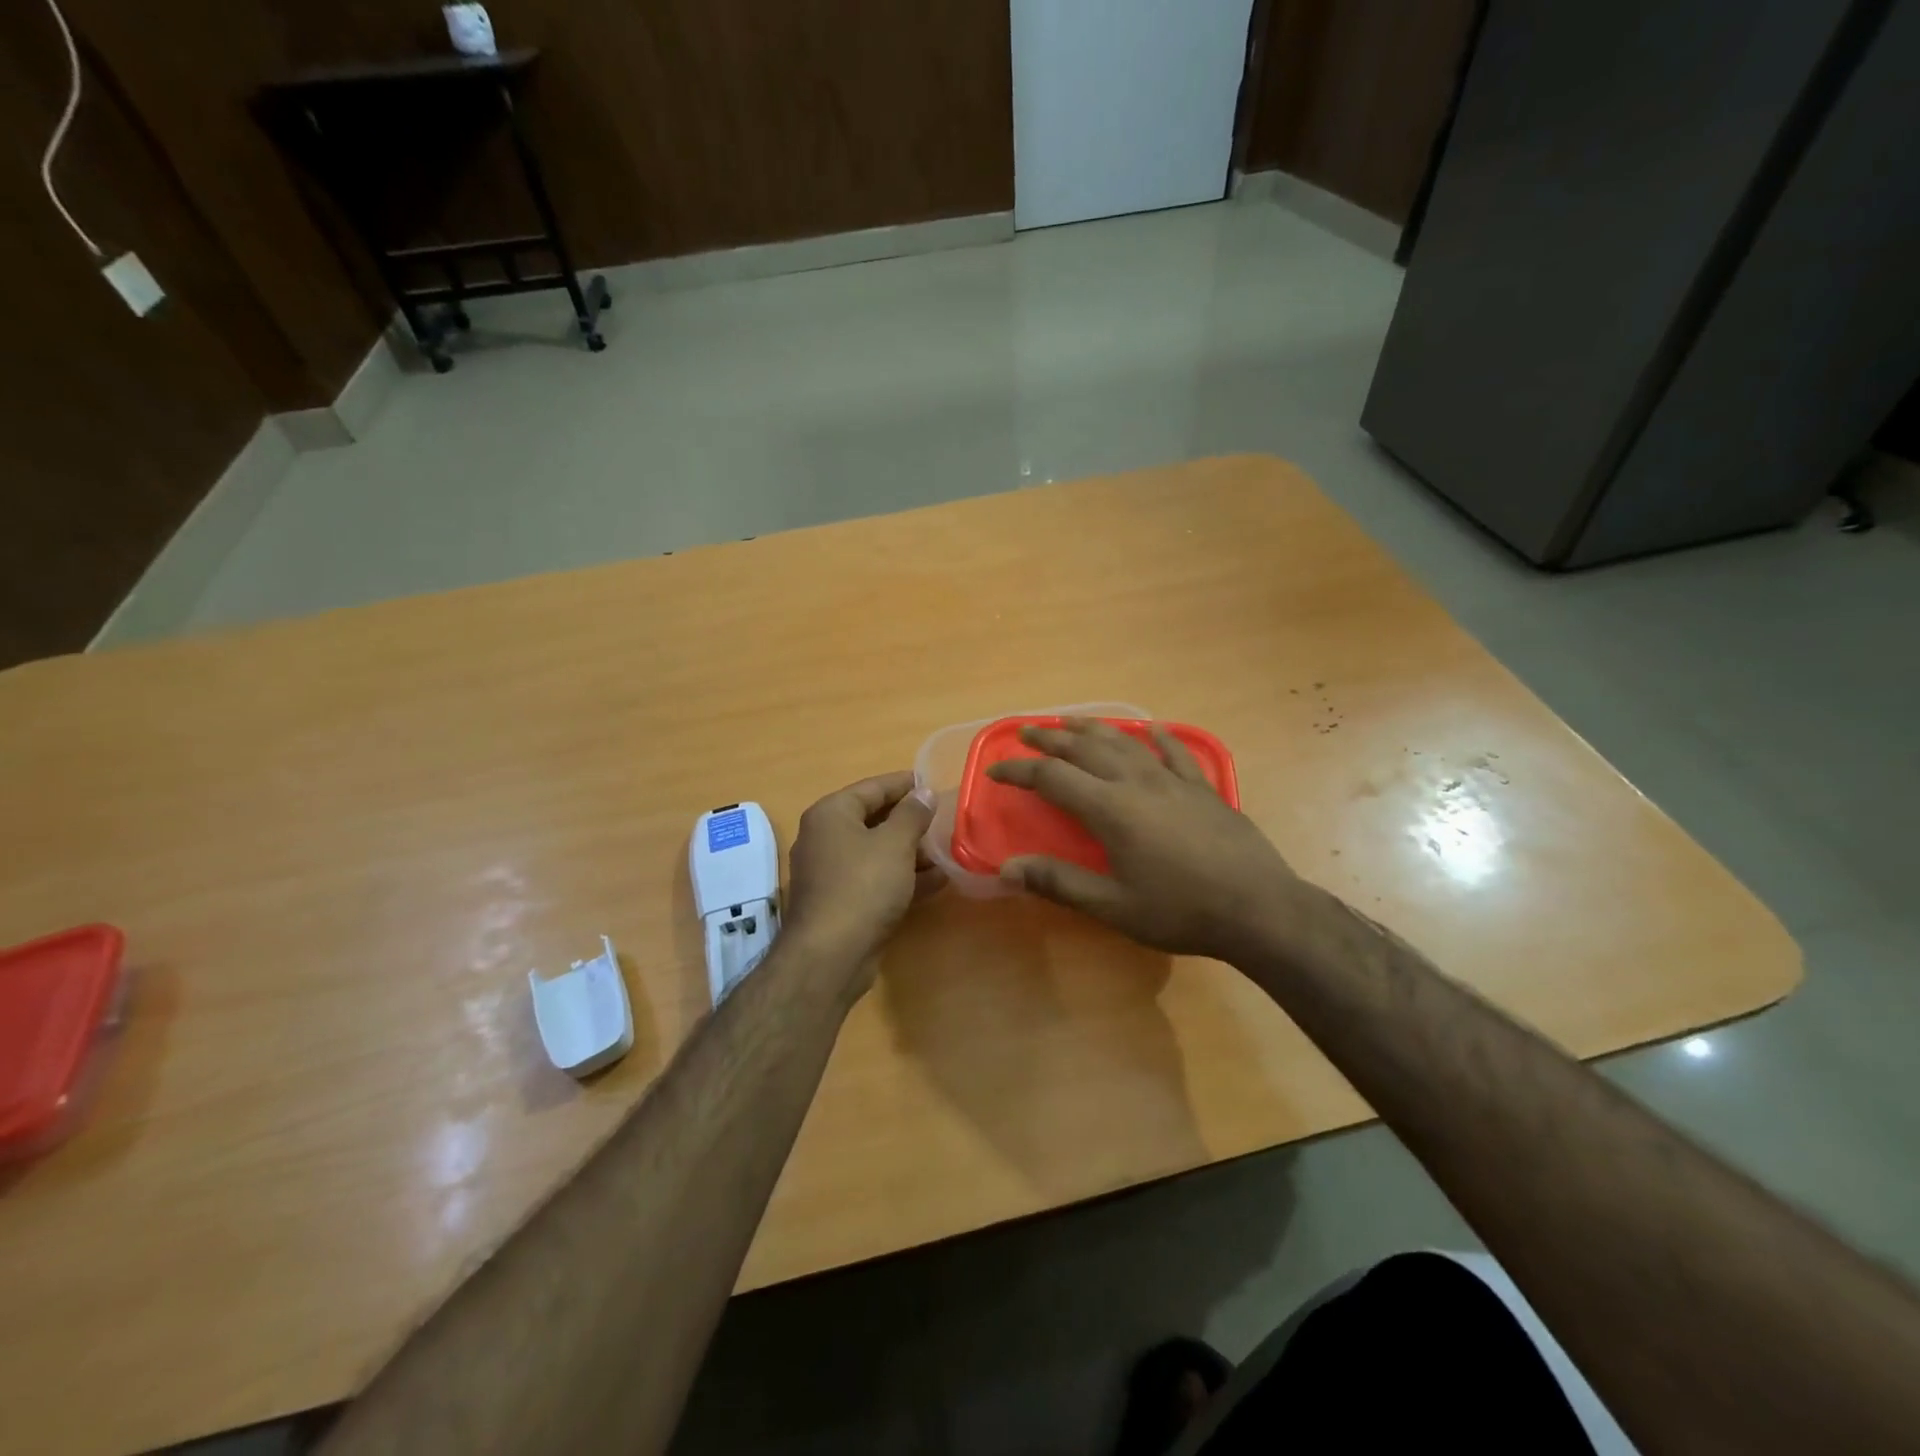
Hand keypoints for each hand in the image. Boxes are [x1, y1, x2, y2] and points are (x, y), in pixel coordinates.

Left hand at [783, 772, 939, 996]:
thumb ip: (912, 814)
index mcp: (831, 814)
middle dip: (910, 820)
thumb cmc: (863, 886)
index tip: (933, 783)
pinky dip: (904, 877)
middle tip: (945, 819)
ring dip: (911, 851)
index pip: (872, 787)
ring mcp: (832, 872)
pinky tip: (938, 880)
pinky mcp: (842, 902)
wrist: (831, 955)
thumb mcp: (895, 844)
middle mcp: (825, 838)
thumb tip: (925, 792)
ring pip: (877, 852)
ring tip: (948, 850)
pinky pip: (877, 879)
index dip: (904, 784)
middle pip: (874, 819)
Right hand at [986, 720, 1300, 961]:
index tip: (995, 772)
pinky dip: (1159, 738)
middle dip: (1051, 738)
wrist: (1258, 909)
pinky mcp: (1203, 789)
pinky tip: (1152, 730)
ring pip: (1125, 743)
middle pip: (1085, 748)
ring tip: (1072, 720)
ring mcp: (1173, 781)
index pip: (1052, 778)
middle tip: (1026, 731)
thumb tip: (1007, 868)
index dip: (1019, 771)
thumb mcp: (1112, 906)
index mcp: (1110, 809)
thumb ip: (1059, 882)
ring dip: (1094, 729)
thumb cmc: (1180, 911)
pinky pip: (1176, 754)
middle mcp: (1137, 783)